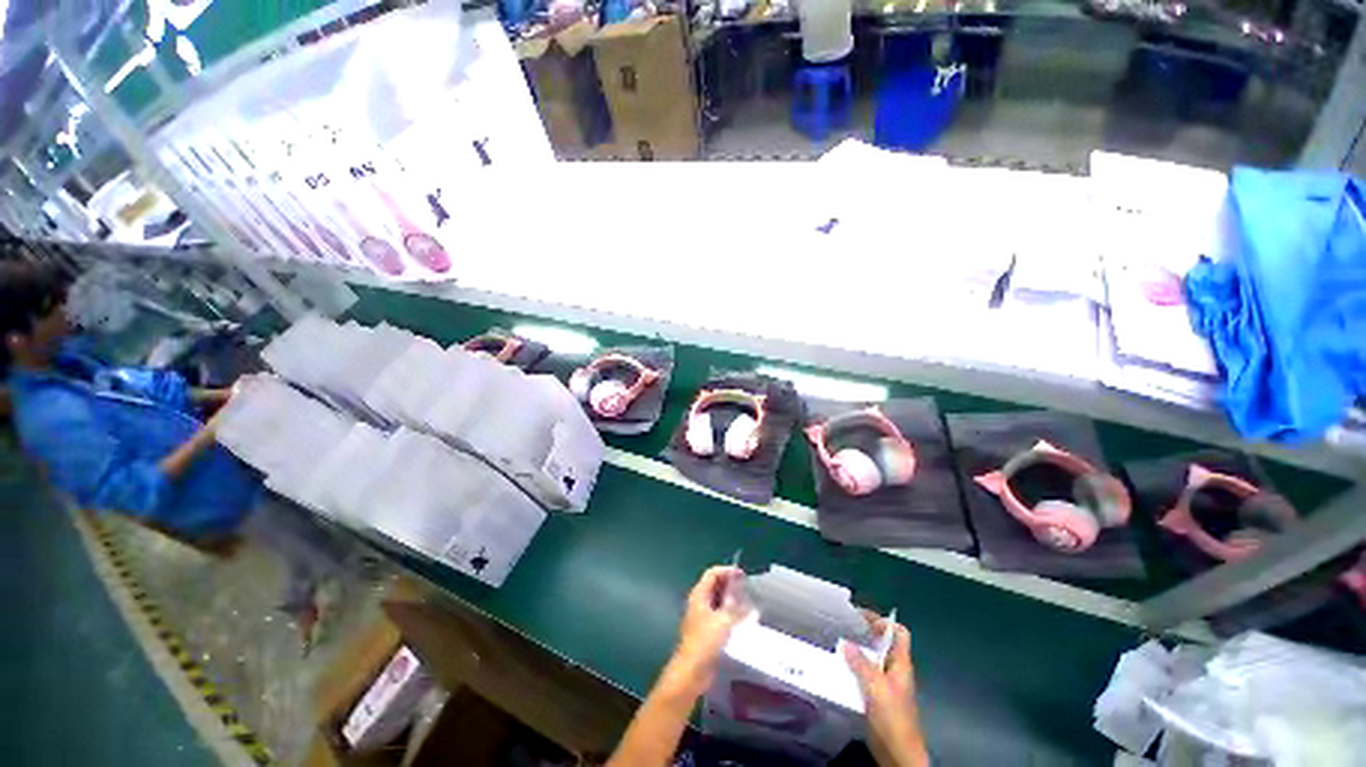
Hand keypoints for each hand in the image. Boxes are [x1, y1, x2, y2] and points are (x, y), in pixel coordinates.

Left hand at [663, 565, 747, 697]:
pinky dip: (729, 613)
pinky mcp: (705, 631)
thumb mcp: (724, 621)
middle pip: (714, 586)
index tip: (743, 576)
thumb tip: (750, 604)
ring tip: (748, 603)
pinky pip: (718, 615)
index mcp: (699, 595)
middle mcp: (698, 602)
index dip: (727, 571)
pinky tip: (741, 621)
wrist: (691, 671)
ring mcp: (701, 617)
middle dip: (730, 585)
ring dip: (730, 600)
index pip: (712, 574)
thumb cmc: (705, 642)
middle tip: (747, 589)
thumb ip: (737, 610)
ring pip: (717, 601)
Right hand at [844, 612, 928, 766]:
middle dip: (864, 633)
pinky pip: (863, 675)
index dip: (882, 621)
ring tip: (835, 643)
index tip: (860, 616)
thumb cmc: (892, 717)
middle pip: (882, 644)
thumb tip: (846, 643)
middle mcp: (894, 670)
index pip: (898, 633)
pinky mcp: (876, 697)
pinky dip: (852, 668)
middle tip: (841, 626)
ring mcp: (886, 684)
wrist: (897, 753)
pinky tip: (838, 668)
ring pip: (871, 659)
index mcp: (901, 664)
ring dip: (856, 652)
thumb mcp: (876, 687)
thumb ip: (862, 664)